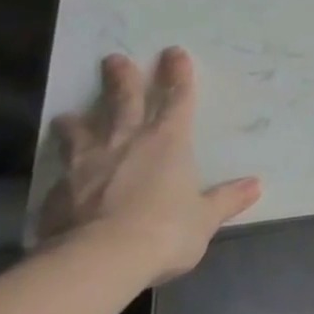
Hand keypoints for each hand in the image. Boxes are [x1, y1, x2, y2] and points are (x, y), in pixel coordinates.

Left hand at [37, 47, 261, 284]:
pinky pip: (60, 175)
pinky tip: (57, 178)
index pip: (177, 98)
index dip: (178, 74)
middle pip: (124, 101)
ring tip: (66, 116)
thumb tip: (256, 185)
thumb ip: (226, 200)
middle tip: (113, 59)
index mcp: (168, 141)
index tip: (173, 52)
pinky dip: (61, 172)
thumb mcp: (204, 218)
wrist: (99, 260)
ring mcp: (88, 165)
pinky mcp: (58, 193)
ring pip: (82, 133)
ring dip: (76, 122)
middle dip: (121, 78)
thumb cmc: (164, 230)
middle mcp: (127, 142)